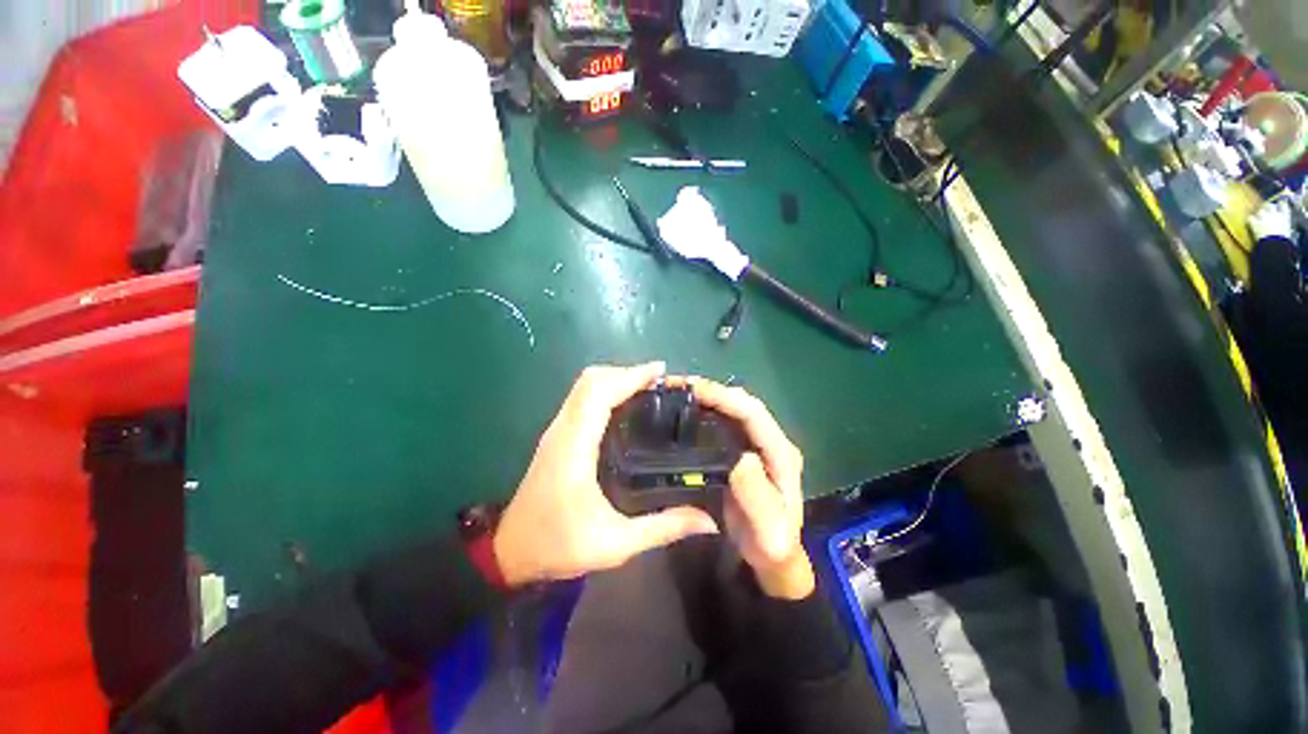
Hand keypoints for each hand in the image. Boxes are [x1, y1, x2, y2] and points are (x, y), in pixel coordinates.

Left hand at [493, 363, 718, 585]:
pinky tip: (625, 403)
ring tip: (647, 387)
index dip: (630, 376)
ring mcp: (556, 429)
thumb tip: (709, 521)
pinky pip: (581, 397)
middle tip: (659, 382)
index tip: (660, 371)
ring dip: (615, 378)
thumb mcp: (615, 544)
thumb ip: (663, 528)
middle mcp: (563, 429)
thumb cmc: (558, 546)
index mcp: (574, 447)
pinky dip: (604, 389)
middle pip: (590, 380)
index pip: (599, 394)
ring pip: (583, 385)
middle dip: (625, 372)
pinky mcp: (557, 435)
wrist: (509, 552)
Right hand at [686, 378, 814, 599]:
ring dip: (709, 397)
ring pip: (734, 409)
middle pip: (743, 404)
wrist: (772, 555)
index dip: (724, 397)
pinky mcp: (744, 448)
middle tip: (677, 387)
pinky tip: (687, 412)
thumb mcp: (765, 527)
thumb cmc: (770, 542)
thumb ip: (756, 493)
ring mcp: (758, 443)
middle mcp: (771, 440)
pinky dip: (707, 411)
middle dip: (713, 391)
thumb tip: (740, 455)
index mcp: (780, 453)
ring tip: (677, 393)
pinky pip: (726, 422)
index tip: (693, 389)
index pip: (753, 414)